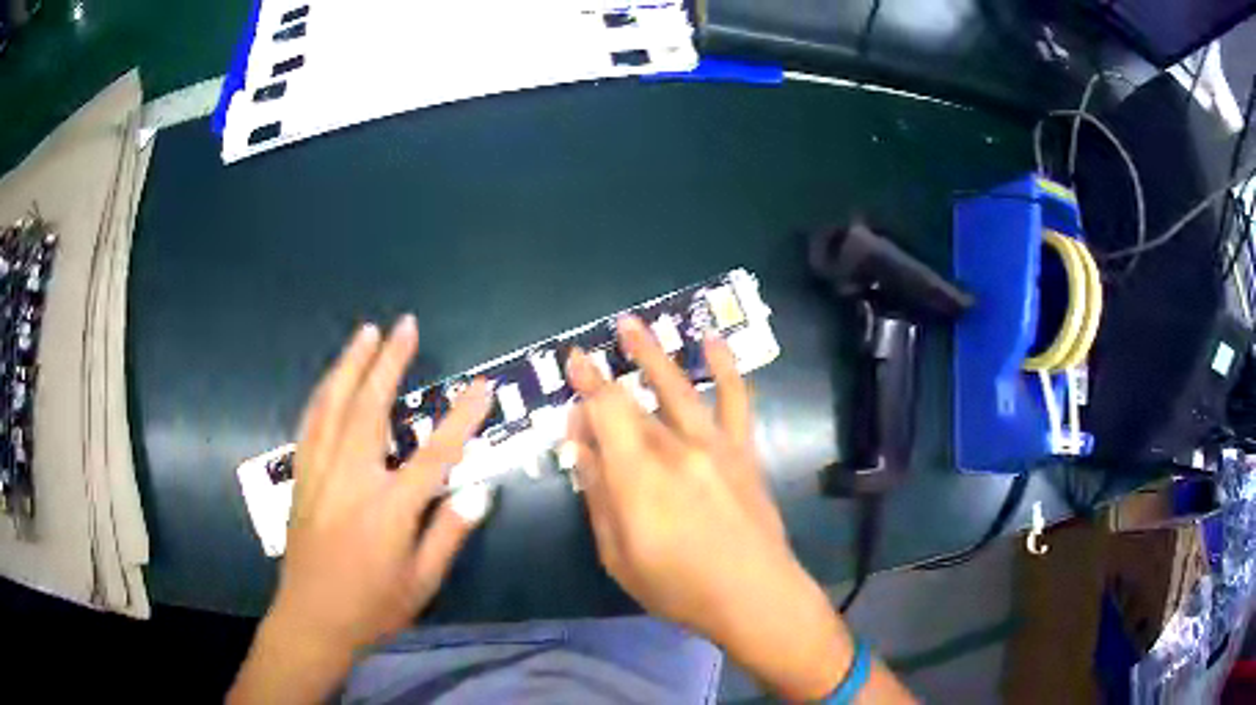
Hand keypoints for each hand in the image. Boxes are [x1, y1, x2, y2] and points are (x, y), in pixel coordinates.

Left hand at [231, 316, 493, 704]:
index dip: (461, 418)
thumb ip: (448, 534)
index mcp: (389, 509)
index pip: (435, 454)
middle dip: (390, 362)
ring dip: (351, 365)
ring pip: (334, 406)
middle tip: (404, 326)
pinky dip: (323, 393)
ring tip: (366, 333)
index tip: (482, 386)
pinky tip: (331, 379)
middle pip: (371, 408)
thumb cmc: (372, 607)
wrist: (312, 619)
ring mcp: (320, 474)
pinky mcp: (301, 477)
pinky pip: (311, 423)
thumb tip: (479, 493)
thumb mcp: (422, 582)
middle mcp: (352, 480)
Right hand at [565, 316, 853, 699]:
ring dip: (654, 354)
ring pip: (679, 388)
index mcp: (638, 476)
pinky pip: (736, 401)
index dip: (586, 385)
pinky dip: (726, 368)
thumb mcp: (618, 554)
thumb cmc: (678, 587)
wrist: (753, 595)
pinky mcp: (743, 452)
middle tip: (590, 350)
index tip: (573, 363)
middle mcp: (674, 449)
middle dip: (608, 375)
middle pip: (634, 402)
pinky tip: (715, 343)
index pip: (605, 412)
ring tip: (634, 325)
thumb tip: (579, 447)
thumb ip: (598, 496)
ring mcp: (713, 446)